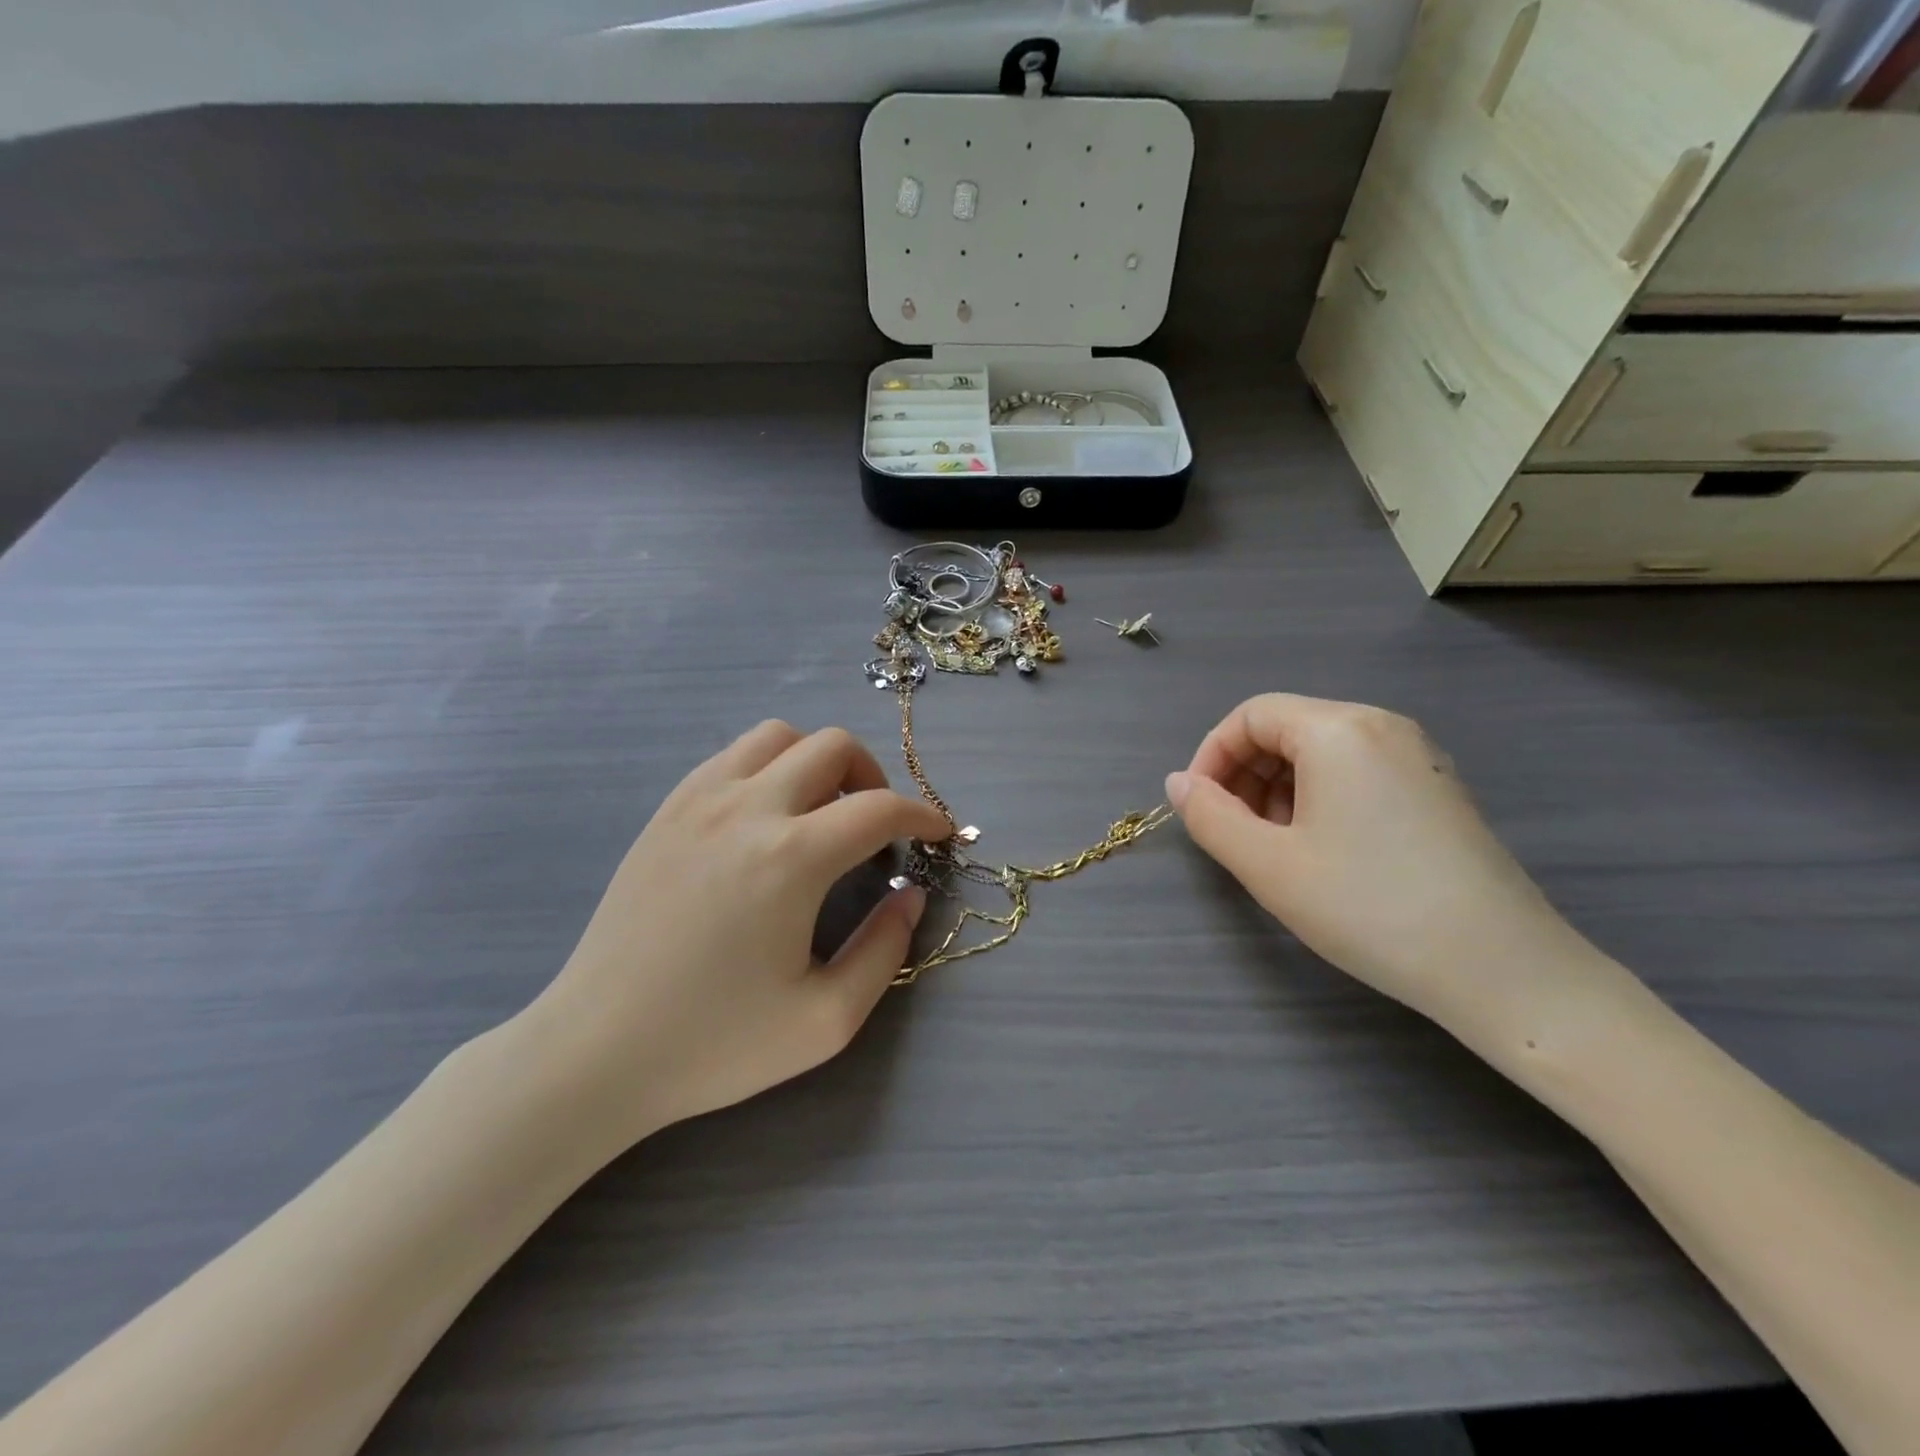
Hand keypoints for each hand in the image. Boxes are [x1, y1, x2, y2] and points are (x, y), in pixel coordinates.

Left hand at [522, 721, 949, 1144]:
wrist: (596, 1050)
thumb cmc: (715, 1043)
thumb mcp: (825, 1019)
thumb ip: (884, 950)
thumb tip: (909, 895)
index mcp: (791, 858)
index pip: (879, 807)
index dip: (922, 814)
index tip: (938, 833)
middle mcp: (747, 809)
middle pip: (832, 746)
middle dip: (873, 777)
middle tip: (878, 827)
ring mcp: (699, 801)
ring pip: (778, 736)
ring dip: (817, 760)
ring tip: (822, 812)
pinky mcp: (666, 811)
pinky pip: (732, 756)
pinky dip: (769, 767)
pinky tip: (767, 818)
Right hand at [1168, 694, 1603, 1033]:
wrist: (1502, 969)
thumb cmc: (1369, 907)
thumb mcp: (1267, 865)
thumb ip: (1209, 816)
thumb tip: (1178, 784)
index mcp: (1338, 729)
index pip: (1251, 715)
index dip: (1211, 756)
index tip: (1199, 808)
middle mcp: (1382, 726)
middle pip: (1287, 728)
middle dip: (1245, 774)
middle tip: (1235, 834)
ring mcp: (1418, 757)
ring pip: (1321, 753)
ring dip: (1279, 789)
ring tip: (1277, 849)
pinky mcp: (1438, 789)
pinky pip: (1358, 773)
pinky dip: (1321, 798)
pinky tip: (1324, 852)